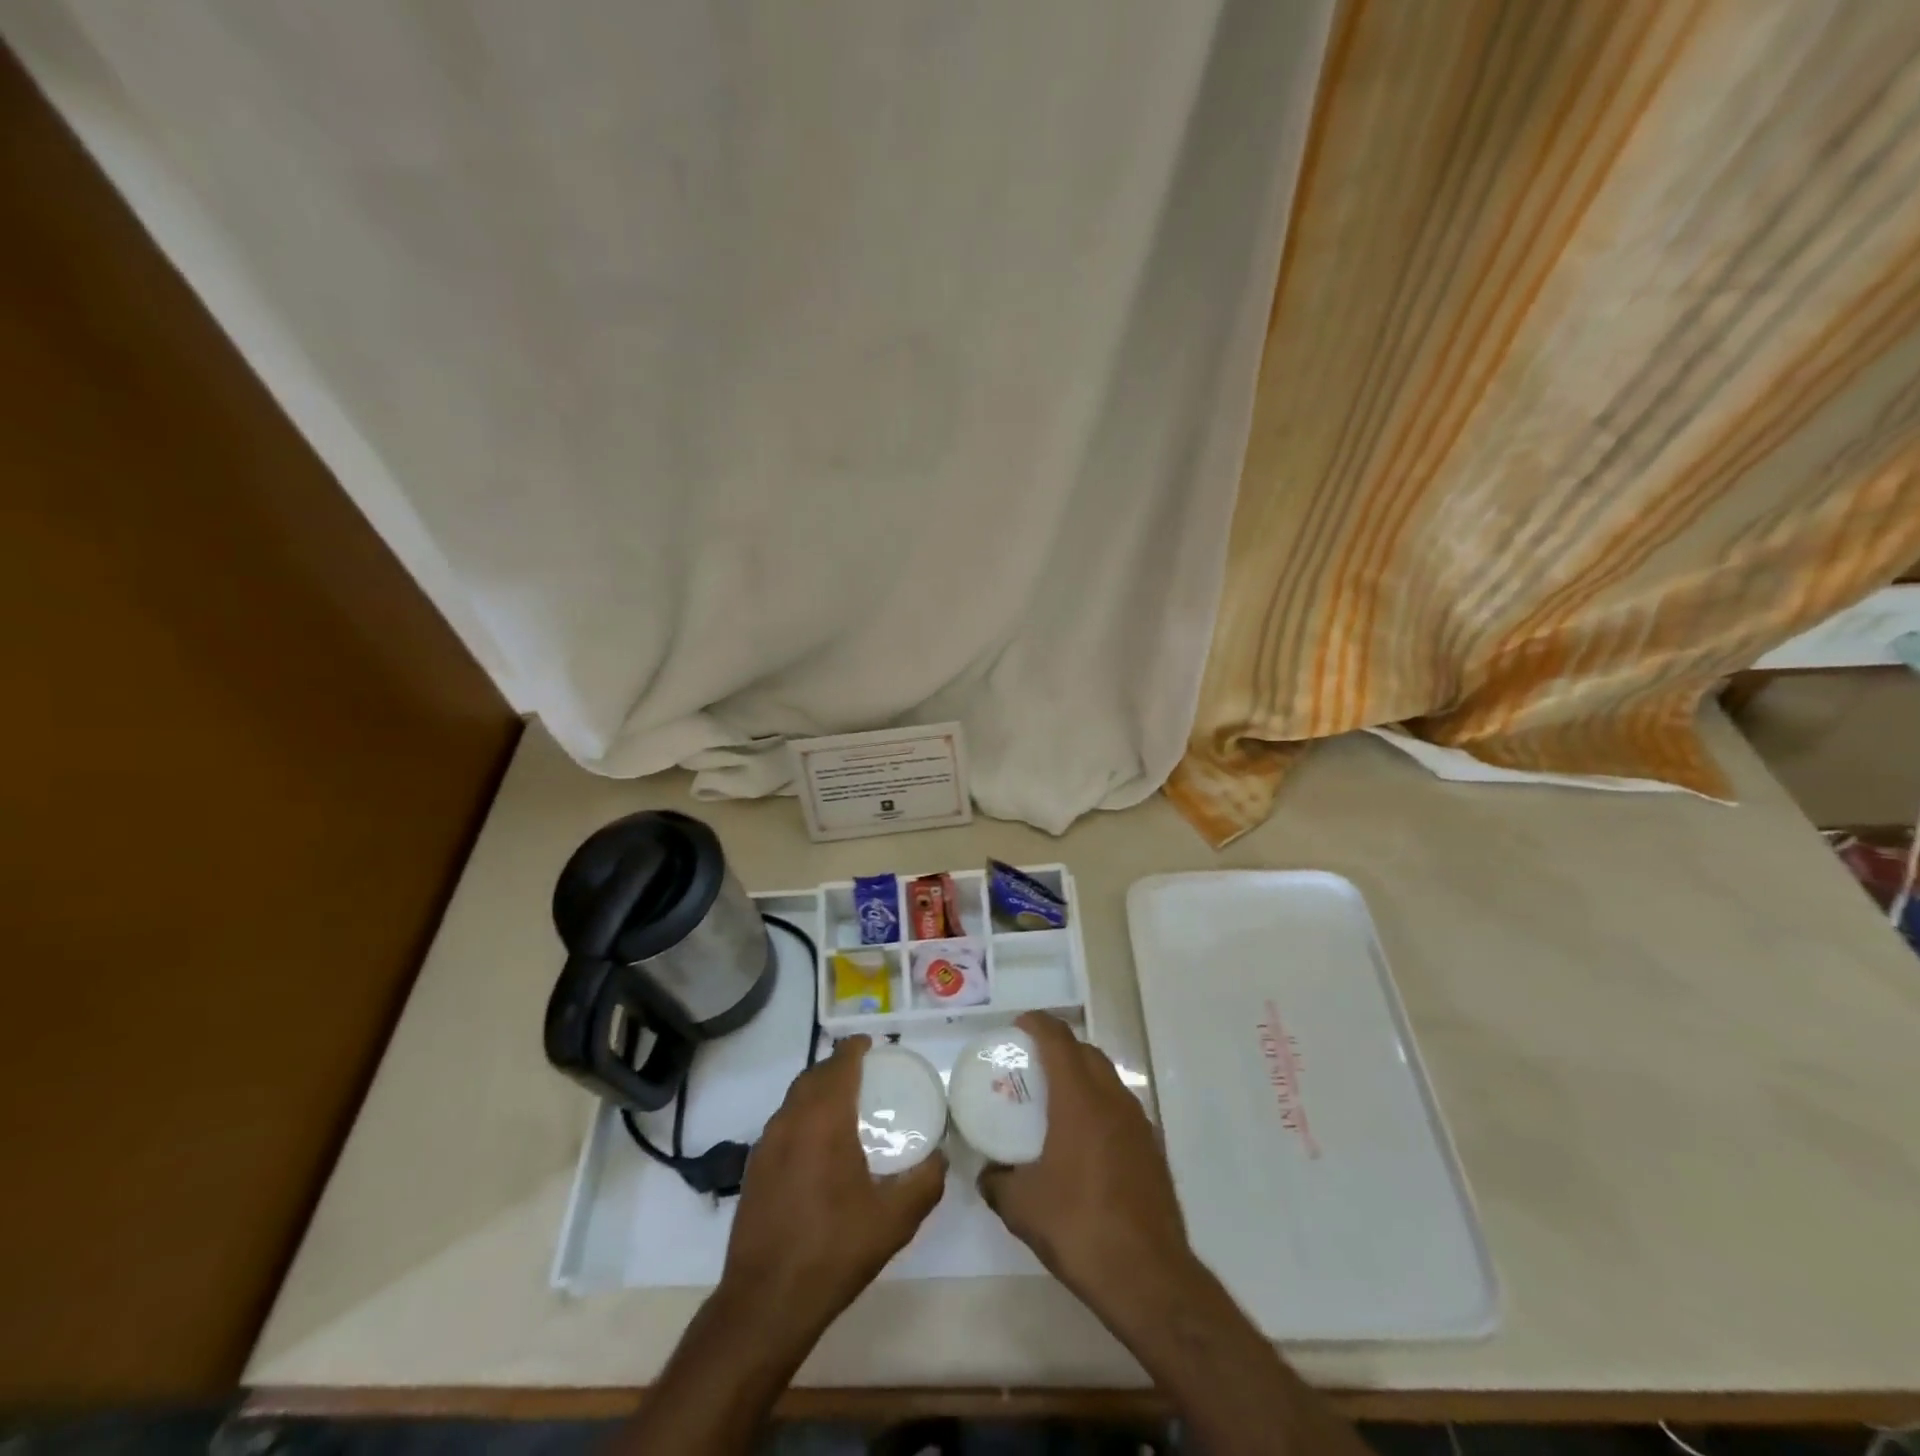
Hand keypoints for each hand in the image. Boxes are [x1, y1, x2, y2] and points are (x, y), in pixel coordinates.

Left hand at [721, 1034, 945, 1337]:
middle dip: (837, 1066)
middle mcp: (791, 1121)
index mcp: (824, 1120)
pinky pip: (782, 1124)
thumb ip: (924, 1183)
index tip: (872, 1044)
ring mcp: (766, 1145)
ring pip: (794, 1099)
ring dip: (817, 1091)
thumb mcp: (894, 1221)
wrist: (766, 1303)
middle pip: (813, 1076)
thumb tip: (941, 1157)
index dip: (855, 1048)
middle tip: (865, 1073)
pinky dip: (801, 1116)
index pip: (839, 1064)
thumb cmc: (833, 1251)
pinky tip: (817, 1146)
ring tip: (843, 1105)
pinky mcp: (753, 1169)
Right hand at [978, 1012, 1198, 1318]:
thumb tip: (987, 1173)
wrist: (1149, 1277)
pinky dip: (1099, 1104)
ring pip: (1108, 1078)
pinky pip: (1120, 1107)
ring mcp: (1138, 1123)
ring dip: (1082, 1074)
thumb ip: (997, 1182)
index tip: (1018, 1025)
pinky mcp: (1152, 1148)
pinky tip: (1084, 1138)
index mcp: (1080, 1099)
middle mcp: (1112, 1100)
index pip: (1058, 1040)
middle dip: (1060, 1046)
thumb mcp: (1022, 1208)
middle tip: (1032, 1062)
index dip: (1037, 1024)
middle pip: (1086, 1052)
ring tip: (1056, 1098)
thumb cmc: (1079, 1228)